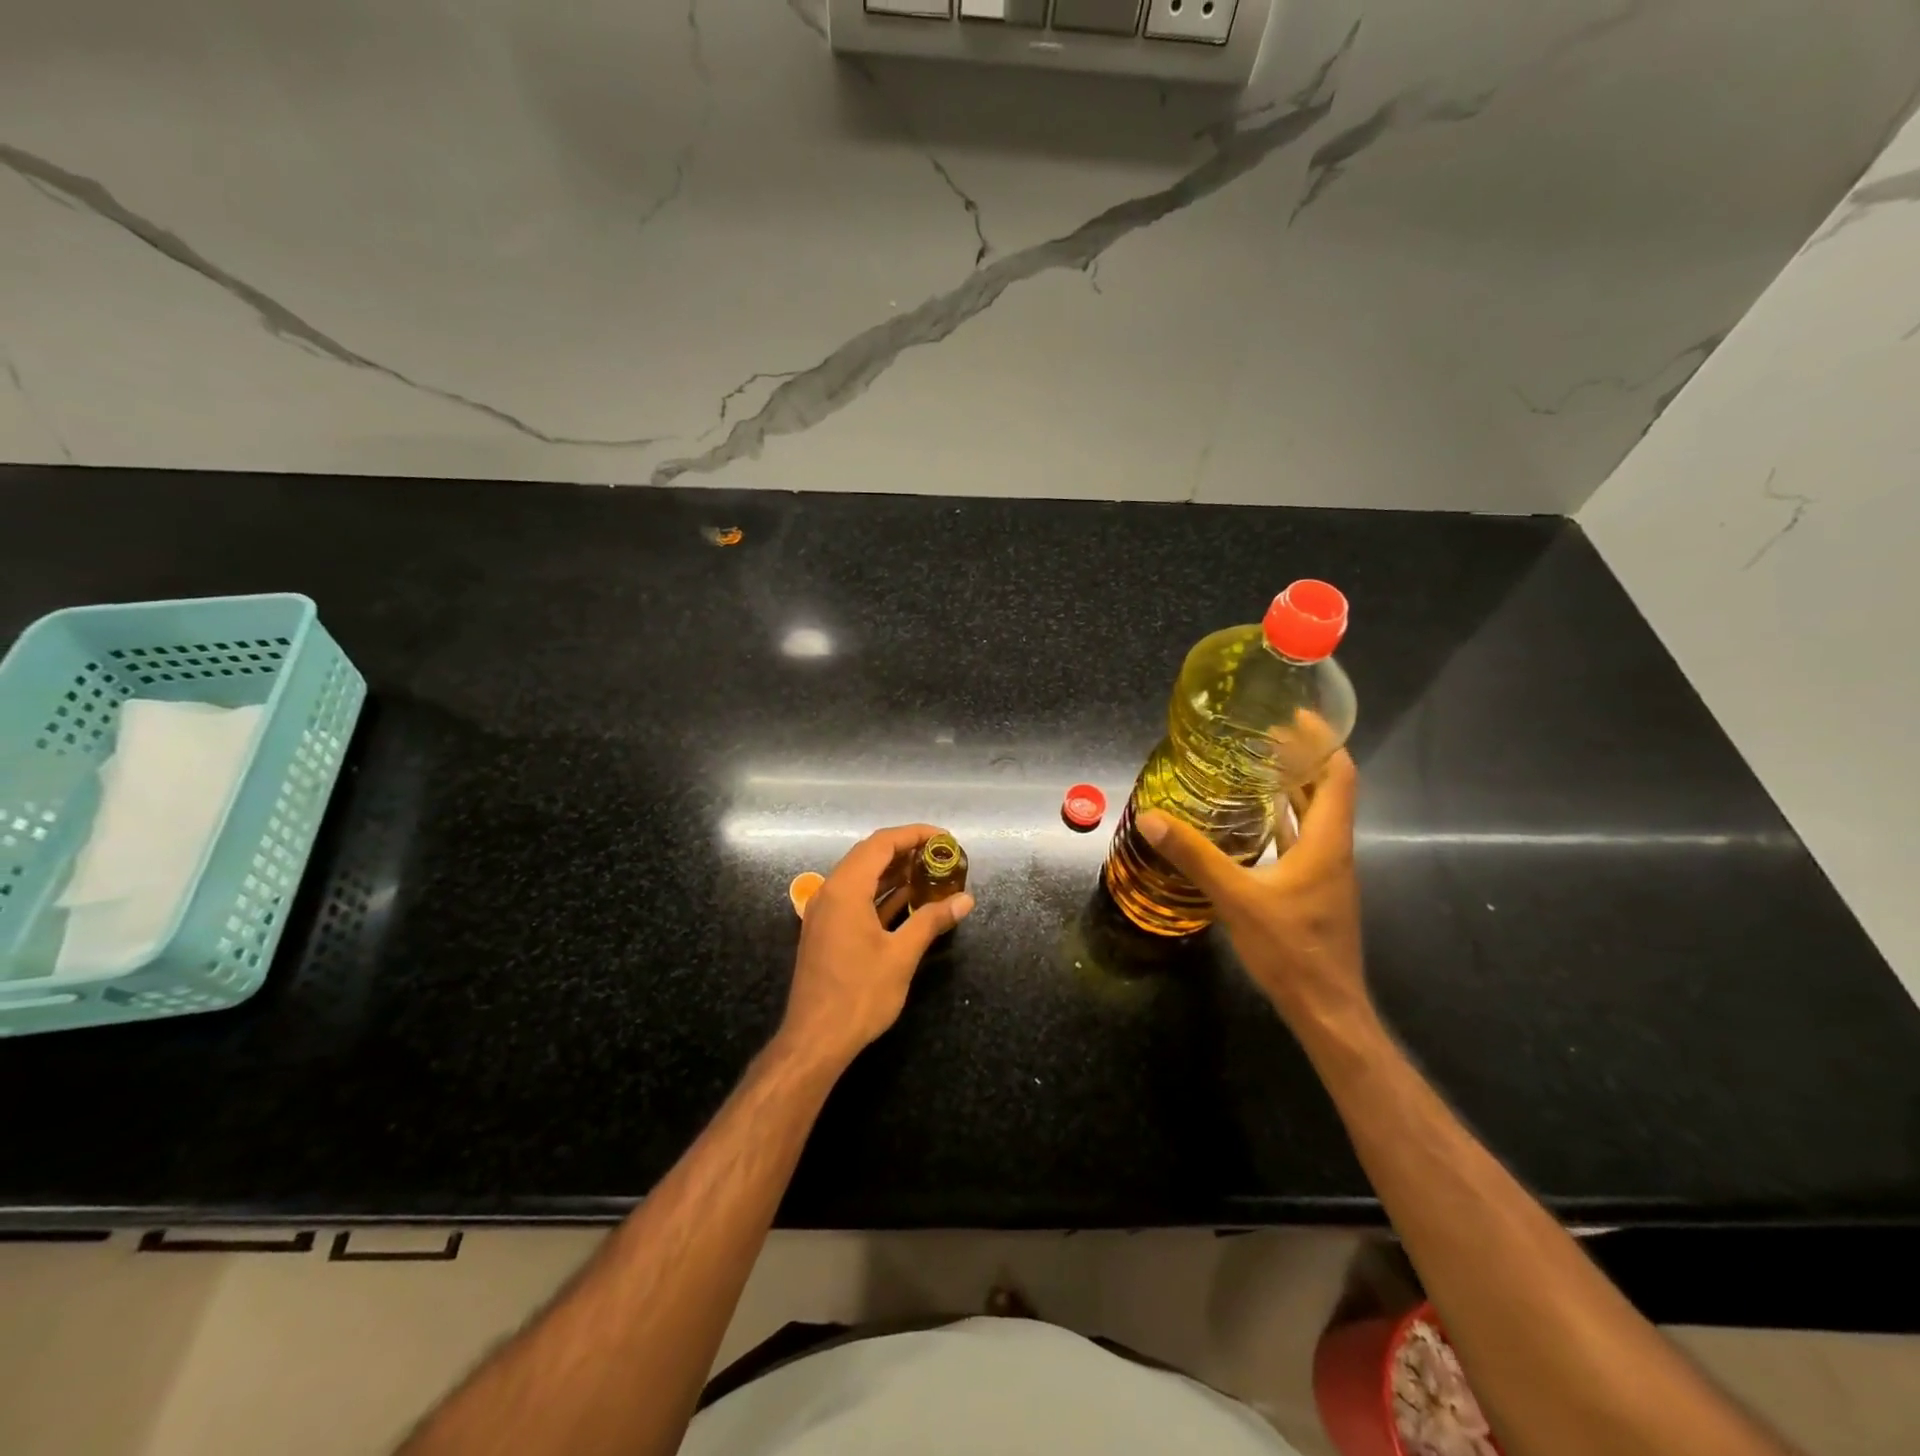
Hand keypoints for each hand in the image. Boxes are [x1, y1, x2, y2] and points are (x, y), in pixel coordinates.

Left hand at [778, 823, 974, 1071]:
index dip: (914, 834)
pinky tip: (908, 900)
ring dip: (894, 872)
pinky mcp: (826, 930)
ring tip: (930, 872)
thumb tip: (965, 900)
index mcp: (846, 889)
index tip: (944, 838)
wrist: (815, 1039)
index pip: (881, 843)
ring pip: (862, 877)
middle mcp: (831, 892)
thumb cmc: (860, 994)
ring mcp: (825, 912)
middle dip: (906, 850)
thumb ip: (932, 921)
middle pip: (869, 855)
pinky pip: (856, 898)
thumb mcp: (902, 955)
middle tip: (940, 855)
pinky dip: (882, 894)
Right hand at [1138, 750, 1367, 1031]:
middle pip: (1327, 789)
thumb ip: (1195, 857)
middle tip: (1262, 735)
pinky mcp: (1314, 890)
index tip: (1295, 716)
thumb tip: (1152, 818)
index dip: (1322, 741)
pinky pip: (1302, 840)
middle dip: (1301, 757)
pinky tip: (1253, 821)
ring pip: (1315, 815)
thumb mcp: (1237, 899)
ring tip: (1255, 766)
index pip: (1338, 774)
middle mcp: (1333, 849)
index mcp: (1326, 841)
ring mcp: (1326, 872)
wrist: (1326, 1009)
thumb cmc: (1291, 950)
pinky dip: (1284, 819)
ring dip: (1293, 787)